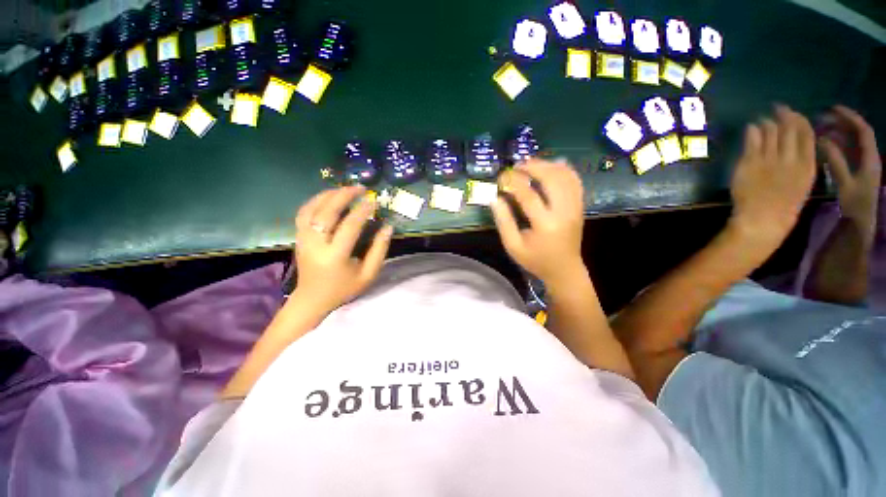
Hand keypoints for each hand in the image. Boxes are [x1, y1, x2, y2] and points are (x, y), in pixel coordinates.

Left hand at [293, 186, 392, 313]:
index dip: (362, 211)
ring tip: (345, 189)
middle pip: (326, 212)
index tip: (373, 201)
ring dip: (328, 195)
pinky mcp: (298, 237)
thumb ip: (379, 250)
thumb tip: (387, 227)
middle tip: (360, 188)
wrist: (313, 299)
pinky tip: (328, 197)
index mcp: (335, 256)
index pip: (349, 226)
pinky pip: (303, 213)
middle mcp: (315, 244)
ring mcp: (303, 239)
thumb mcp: (368, 274)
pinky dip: (316, 201)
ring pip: (311, 208)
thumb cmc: (344, 288)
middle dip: (344, 195)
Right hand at [492, 160, 585, 285]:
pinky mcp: (579, 207)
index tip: (501, 176)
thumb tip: (495, 199)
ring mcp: (575, 208)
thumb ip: (504, 222)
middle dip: (534, 167)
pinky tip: (552, 166)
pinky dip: (564, 170)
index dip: (513, 182)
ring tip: (530, 164)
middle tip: (517, 165)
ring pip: (565, 177)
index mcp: (545, 225)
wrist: (564, 269)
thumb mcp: (513, 246)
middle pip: (552, 179)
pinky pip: (575, 181)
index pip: (528, 195)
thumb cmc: (536, 260)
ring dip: (548, 165)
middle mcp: (564, 212)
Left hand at [728, 105, 816, 251]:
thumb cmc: (784, 205)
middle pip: (788, 129)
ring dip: (767, 122)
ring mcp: (769, 159)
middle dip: (783, 115)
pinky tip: (752, 127)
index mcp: (807, 164)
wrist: (763, 219)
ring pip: (770, 132)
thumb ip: (801, 161)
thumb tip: (795, 142)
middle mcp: (790, 158)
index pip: (806, 133)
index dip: (798, 119)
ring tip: (764, 118)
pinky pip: (752, 141)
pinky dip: (753, 131)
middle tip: (777, 108)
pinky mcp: (750, 163)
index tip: (793, 113)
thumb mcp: (802, 182)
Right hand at [818, 105, 881, 231]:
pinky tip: (826, 144)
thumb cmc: (854, 204)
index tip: (834, 109)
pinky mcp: (857, 169)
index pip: (863, 131)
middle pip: (858, 133)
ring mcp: (863, 163)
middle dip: (842, 123)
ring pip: (853, 141)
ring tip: (821, 129)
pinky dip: (838, 143)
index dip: (850, 117)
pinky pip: (849, 150)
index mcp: (870, 158)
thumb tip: (823, 140)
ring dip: (839, 133)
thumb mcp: (845, 184)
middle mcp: (869, 157)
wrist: (861, 223)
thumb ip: (836, 161)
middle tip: (822, 118)